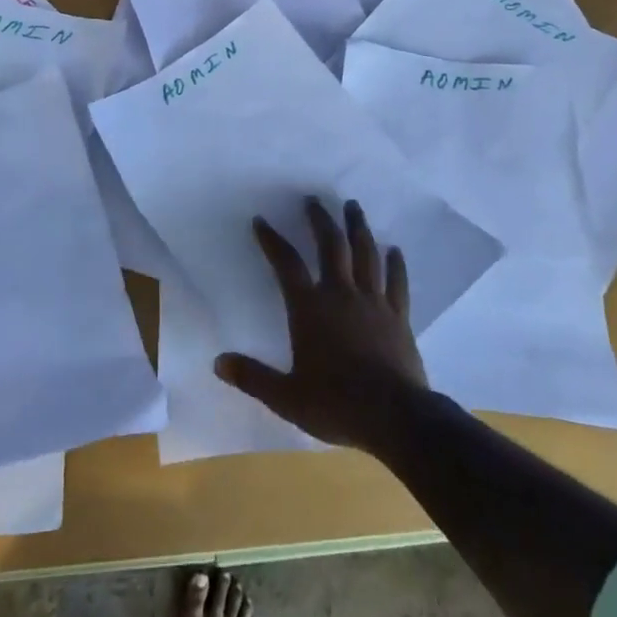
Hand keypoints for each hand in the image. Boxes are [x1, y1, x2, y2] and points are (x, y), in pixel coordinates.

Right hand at [214, 198, 428, 452]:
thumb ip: (252, 377)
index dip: (272, 240)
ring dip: (358, 227)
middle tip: (314, 199)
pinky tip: (395, 250)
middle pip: (330, 245)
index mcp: (310, 308)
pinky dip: (396, 264)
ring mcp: (373, 302)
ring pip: (365, 254)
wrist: (394, 417)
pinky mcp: (398, 316)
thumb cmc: (336, 404)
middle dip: (320, 219)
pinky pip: (396, 282)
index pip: (286, 264)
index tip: (261, 221)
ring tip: (353, 206)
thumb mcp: (287, 397)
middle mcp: (340, 294)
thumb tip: (218, 363)